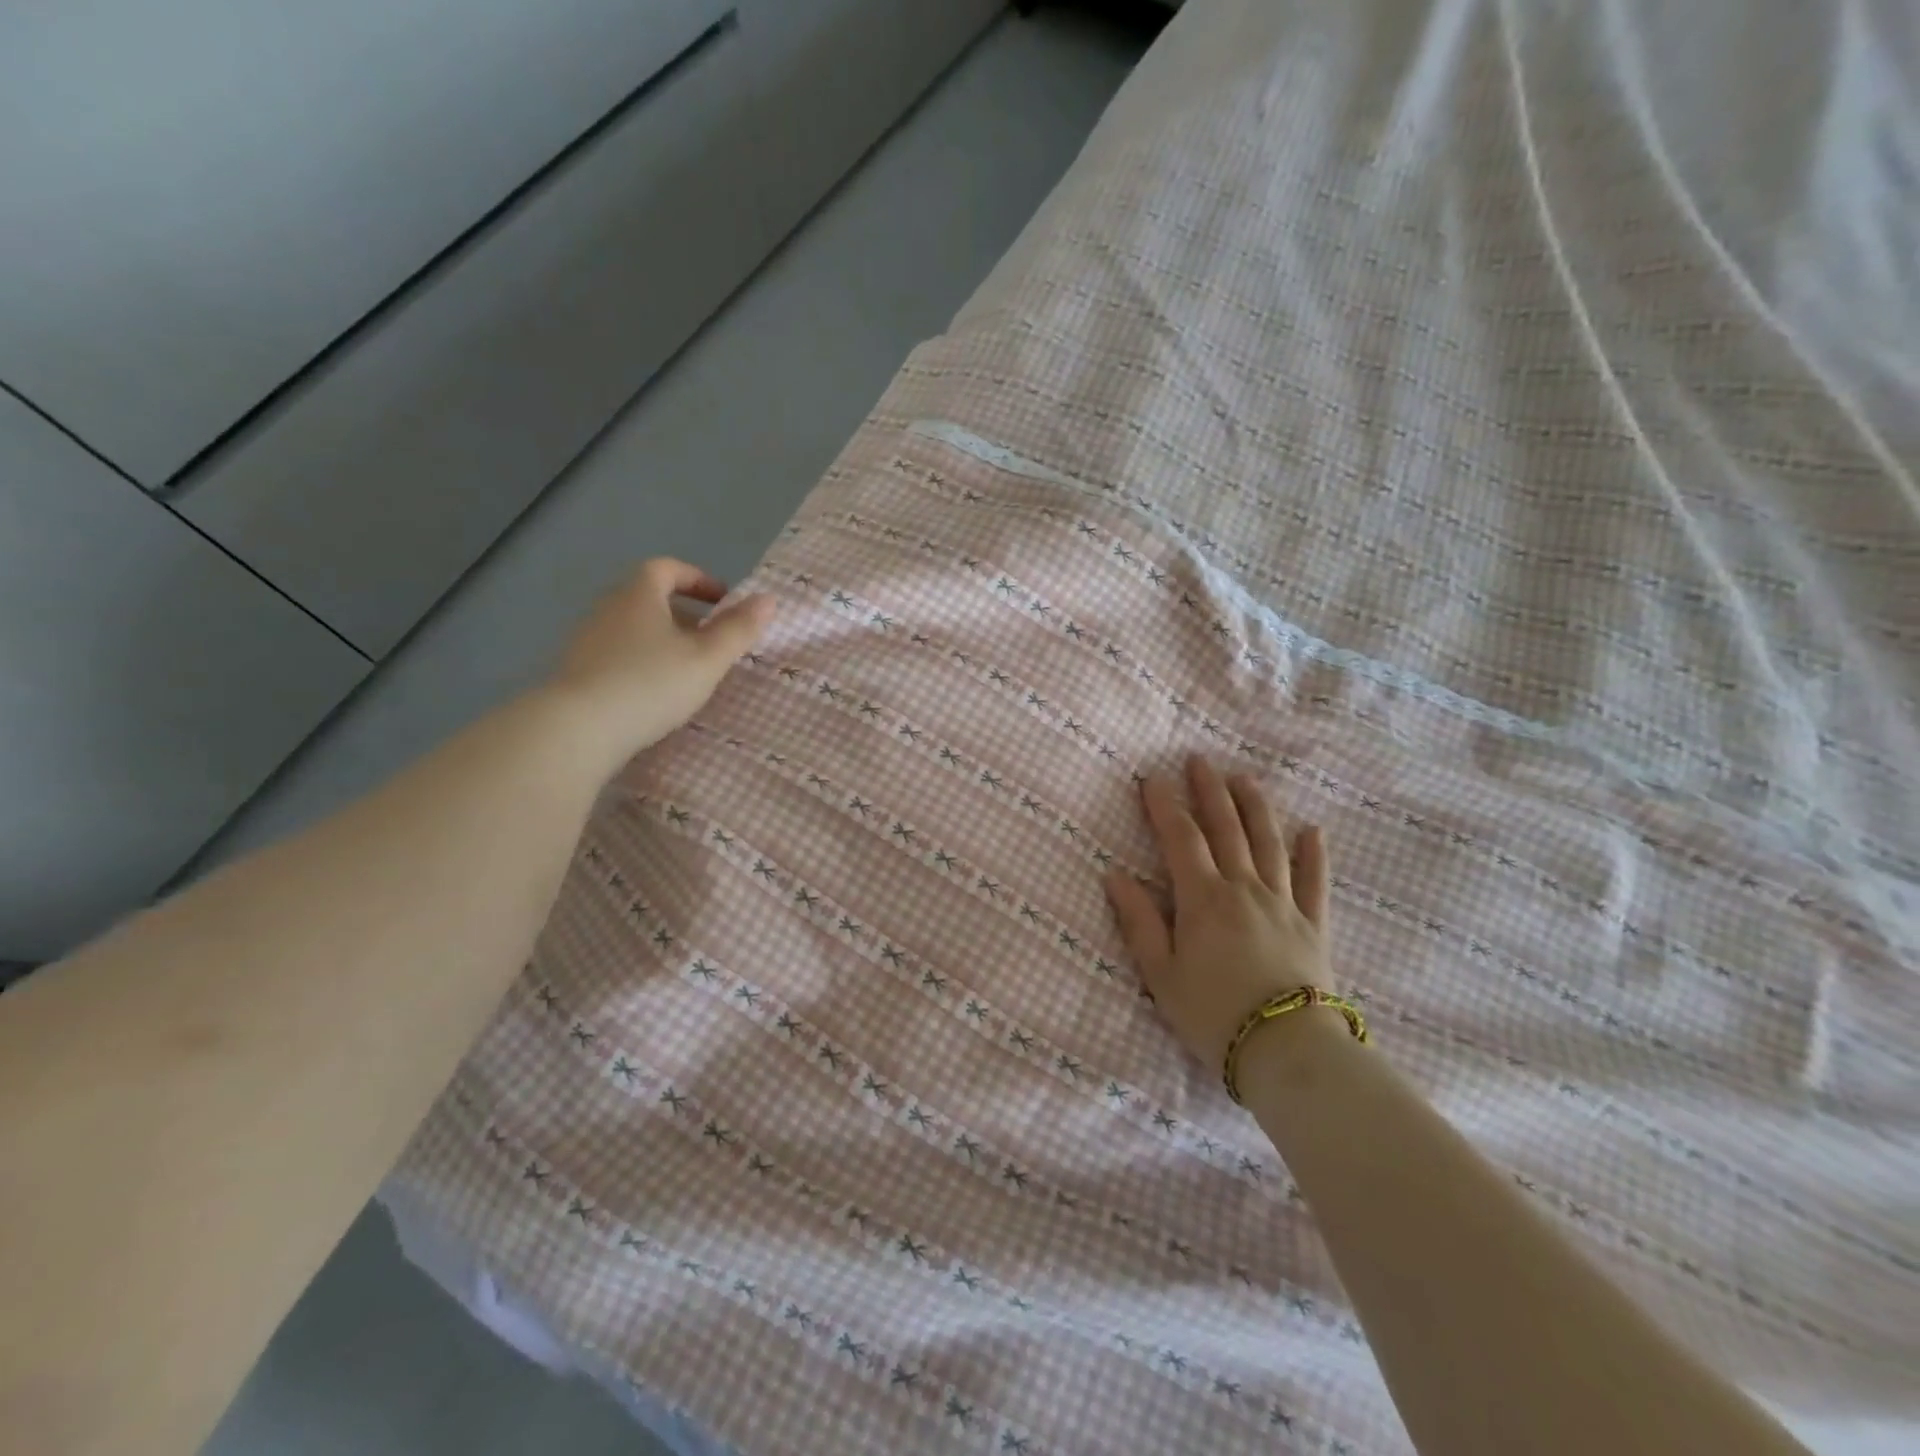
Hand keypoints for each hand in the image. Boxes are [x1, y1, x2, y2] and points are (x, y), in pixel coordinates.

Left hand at [546, 558, 773, 762]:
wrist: (578, 729)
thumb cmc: (651, 683)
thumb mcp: (707, 658)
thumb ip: (739, 629)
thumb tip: (768, 599)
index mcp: (639, 594)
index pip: (667, 569)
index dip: (698, 579)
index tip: (723, 601)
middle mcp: (608, 608)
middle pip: (649, 598)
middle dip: (684, 614)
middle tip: (712, 639)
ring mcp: (587, 640)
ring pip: (633, 628)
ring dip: (663, 640)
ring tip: (688, 670)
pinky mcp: (577, 671)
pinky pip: (618, 654)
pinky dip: (642, 662)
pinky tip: (655, 693)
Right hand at [1105, 756, 1335, 1073]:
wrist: (1287, 1051)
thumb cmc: (1213, 1014)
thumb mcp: (1161, 973)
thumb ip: (1139, 921)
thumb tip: (1115, 875)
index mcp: (1204, 899)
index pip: (1181, 839)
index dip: (1164, 805)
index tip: (1152, 778)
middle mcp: (1244, 889)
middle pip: (1227, 829)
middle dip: (1210, 791)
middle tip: (1199, 760)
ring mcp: (1283, 903)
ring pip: (1270, 843)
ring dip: (1256, 807)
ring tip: (1245, 779)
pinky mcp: (1314, 925)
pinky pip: (1315, 881)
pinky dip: (1314, 854)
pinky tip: (1313, 831)